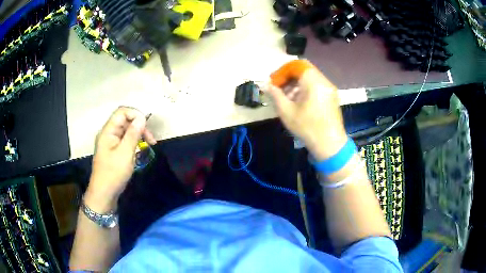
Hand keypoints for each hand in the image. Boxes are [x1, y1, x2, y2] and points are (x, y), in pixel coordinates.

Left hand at [85, 107, 156, 212]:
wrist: (104, 194)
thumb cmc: (113, 174)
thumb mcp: (125, 153)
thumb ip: (133, 134)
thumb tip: (142, 118)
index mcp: (108, 131)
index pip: (122, 112)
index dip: (136, 114)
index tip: (146, 127)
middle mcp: (108, 133)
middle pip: (125, 120)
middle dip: (139, 126)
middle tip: (151, 140)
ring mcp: (110, 142)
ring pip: (126, 130)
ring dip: (138, 134)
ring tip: (149, 145)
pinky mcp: (113, 150)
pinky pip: (125, 139)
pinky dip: (134, 142)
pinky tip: (140, 150)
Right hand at [266, 60, 347, 160]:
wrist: (330, 145)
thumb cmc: (308, 128)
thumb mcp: (287, 112)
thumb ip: (276, 95)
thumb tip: (267, 85)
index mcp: (313, 82)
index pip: (296, 65)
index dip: (283, 71)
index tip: (274, 82)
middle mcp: (324, 81)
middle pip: (304, 70)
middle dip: (289, 76)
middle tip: (279, 88)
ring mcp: (330, 89)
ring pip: (310, 78)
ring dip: (297, 83)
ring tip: (287, 97)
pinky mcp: (332, 97)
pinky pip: (317, 86)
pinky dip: (305, 88)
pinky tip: (298, 102)